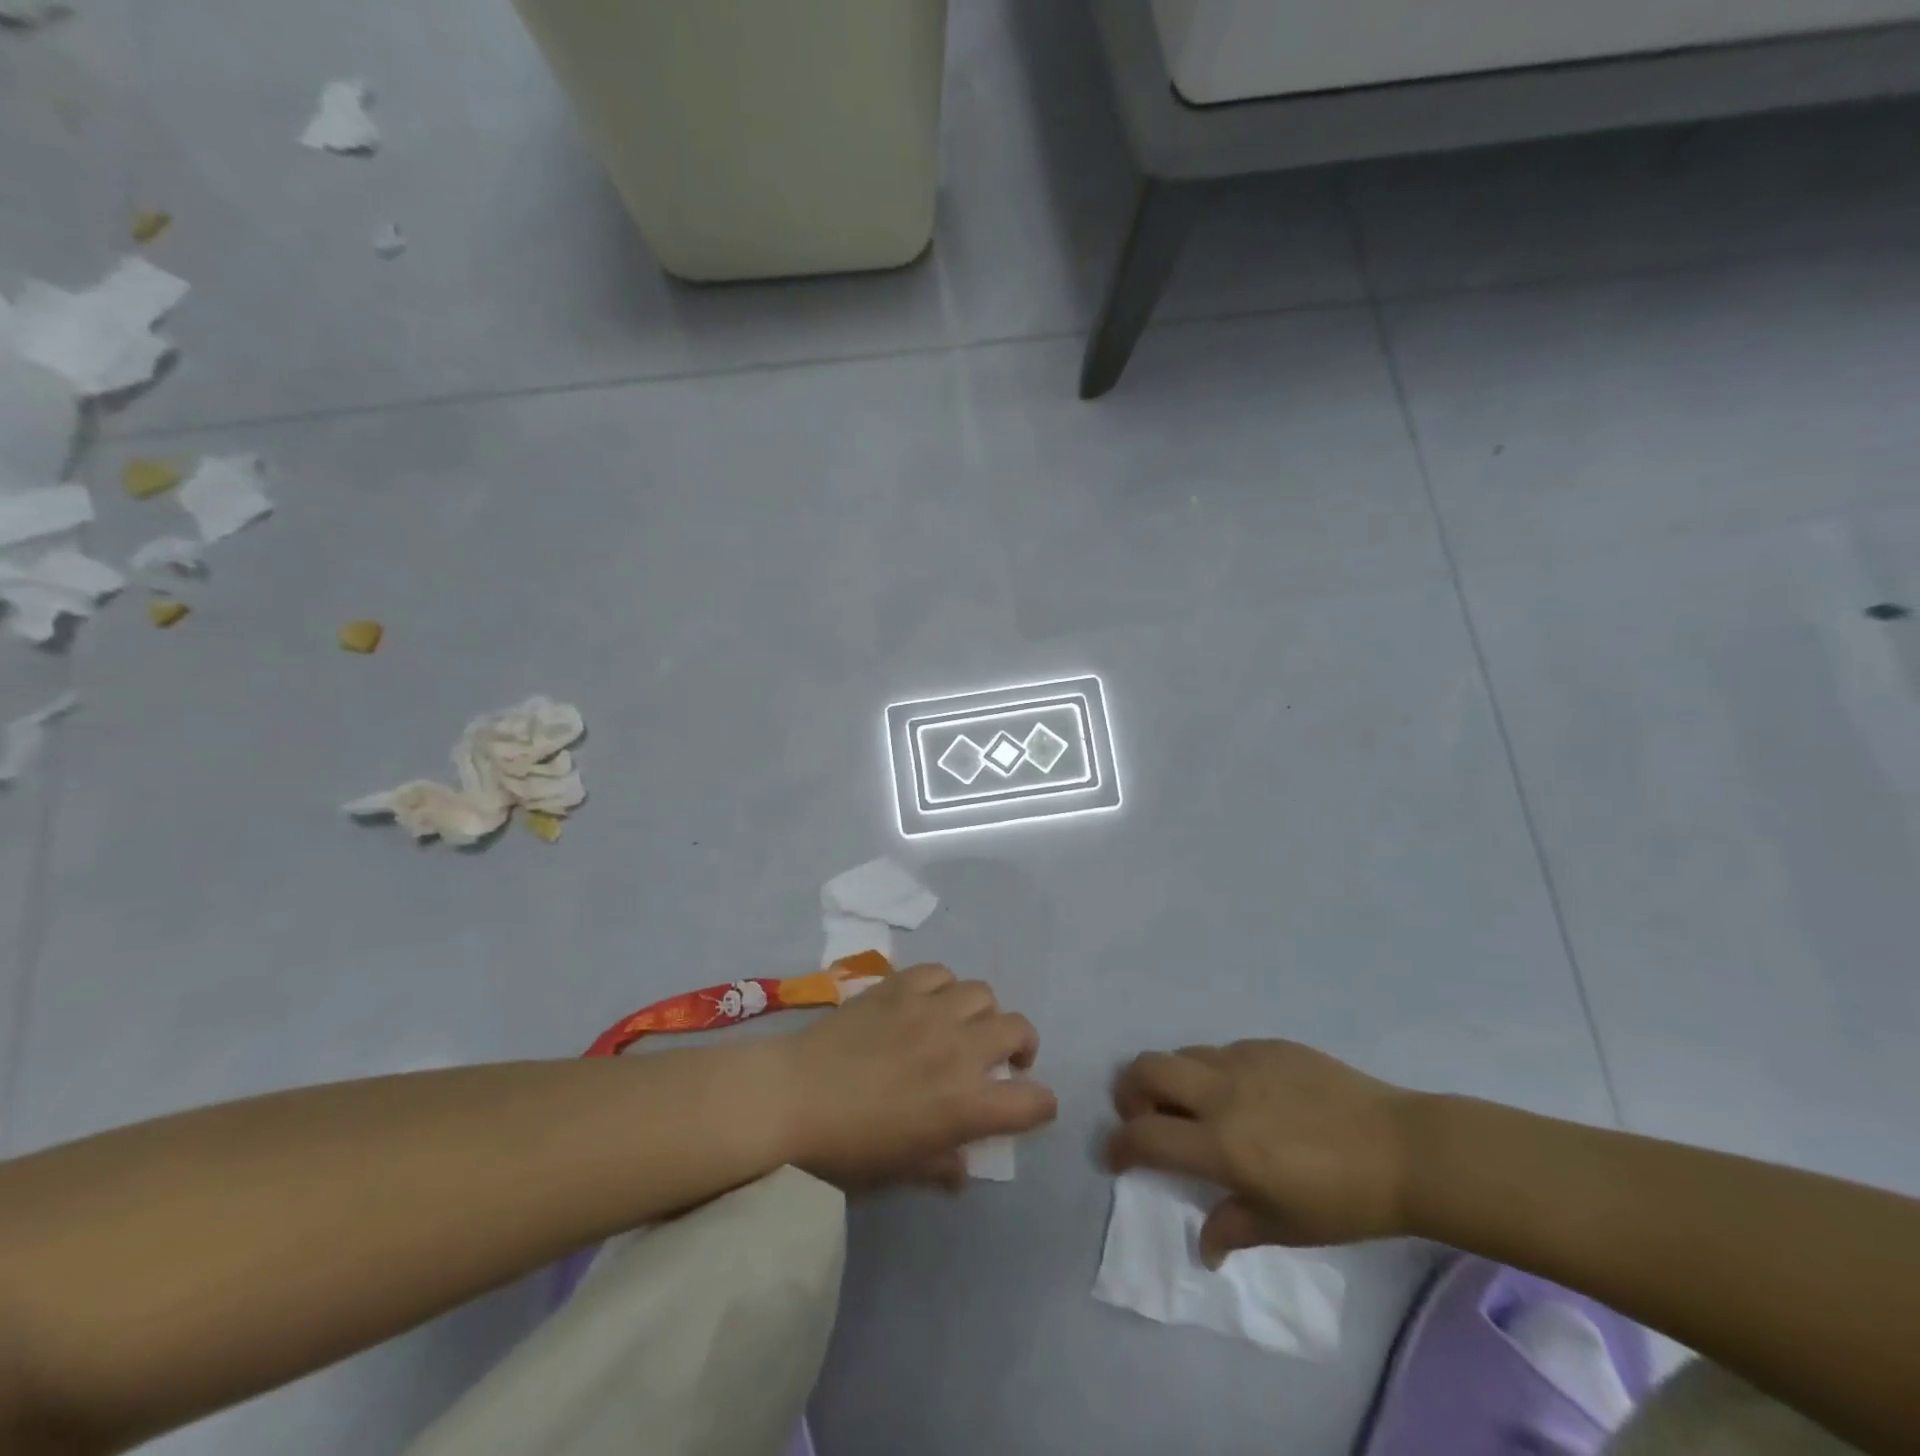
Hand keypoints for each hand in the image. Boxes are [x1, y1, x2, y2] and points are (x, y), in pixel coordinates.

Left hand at [773, 964, 1055, 1189]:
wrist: (792, 1098)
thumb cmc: (846, 1149)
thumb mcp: (899, 1171)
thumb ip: (941, 1166)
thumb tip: (962, 1168)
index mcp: (966, 1104)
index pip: (1032, 1101)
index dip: (1040, 1105)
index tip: (1030, 1106)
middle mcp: (959, 1049)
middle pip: (1018, 1029)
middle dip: (1021, 1046)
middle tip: (1003, 1059)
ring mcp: (931, 1010)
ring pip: (983, 993)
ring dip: (982, 1012)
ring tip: (963, 1025)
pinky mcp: (901, 986)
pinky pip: (940, 973)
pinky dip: (944, 987)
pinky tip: (929, 1001)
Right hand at [1107, 1040, 1418, 1262]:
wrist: (1403, 1149)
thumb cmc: (1343, 1200)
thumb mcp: (1286, 1226)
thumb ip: (1233, 1227)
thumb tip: (1204, 1244)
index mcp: (1221, 1143)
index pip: (1145, 1136)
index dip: (1120, 1147)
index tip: (1116, 1158)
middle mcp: (1221, 1092)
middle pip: (1147, 1069)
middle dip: (1130, 1091)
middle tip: (1144, 1116)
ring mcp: (1244, 1061)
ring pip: (1182, 1054)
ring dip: (1173, 1079)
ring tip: (1194, 1107)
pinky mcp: (1268, 1045)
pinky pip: (1223, 1051)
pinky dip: (1215, 1072)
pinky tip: (1246, 1096)